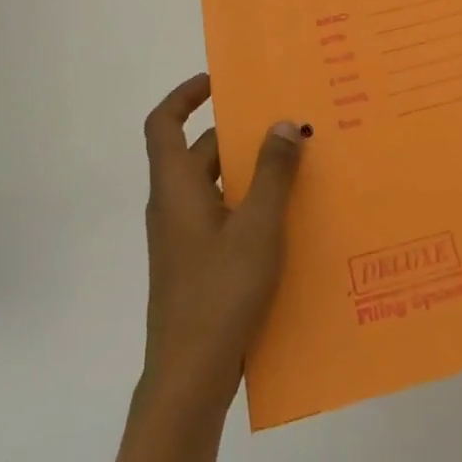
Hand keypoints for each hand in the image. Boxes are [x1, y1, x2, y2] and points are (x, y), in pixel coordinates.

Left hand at [140, 74, 306, 415]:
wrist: (189, 379)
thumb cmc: (219, 292)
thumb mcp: (257, 226)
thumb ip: (272, 173)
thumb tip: (282, 123)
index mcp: (175, 188)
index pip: (163, 124)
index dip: (185, 96)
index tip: (219, 82)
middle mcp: (174, 206)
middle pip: (200, 153)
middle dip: (240, 136)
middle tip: (285, 125)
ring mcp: (184, 239)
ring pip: (216, 187)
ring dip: (250, 173)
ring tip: (298, 166)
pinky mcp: (198, 265)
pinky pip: (223, 217)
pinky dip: (250, 206)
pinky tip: (289, 219)